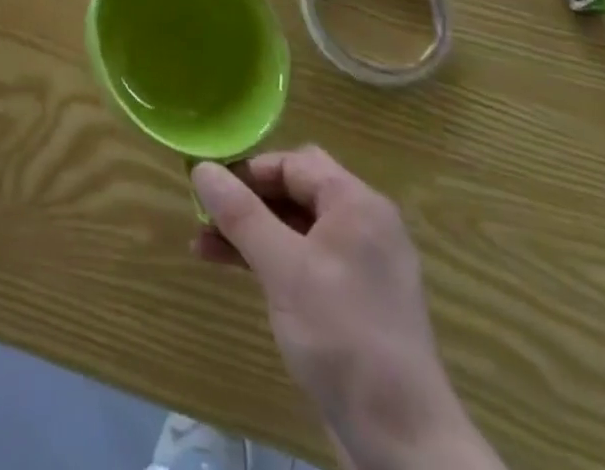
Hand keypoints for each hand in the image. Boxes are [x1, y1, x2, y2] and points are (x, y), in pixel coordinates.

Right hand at [191, 149, 499, 469]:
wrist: (403, 443)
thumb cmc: (342, 336)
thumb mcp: (283, 268)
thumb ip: (240, 213)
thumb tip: (201, 167)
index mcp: (356, 204)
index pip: (293, 163)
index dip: (248, 170)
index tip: (208, 189)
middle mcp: (364, 224)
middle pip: (295, 191)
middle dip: (247, 201)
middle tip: (205, 215)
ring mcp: (362, 265)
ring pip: (296, 228)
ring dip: (252, 232)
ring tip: (203, 245)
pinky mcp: (356, 302)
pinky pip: (306, 261)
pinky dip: (271, 260)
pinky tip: (236, 271)